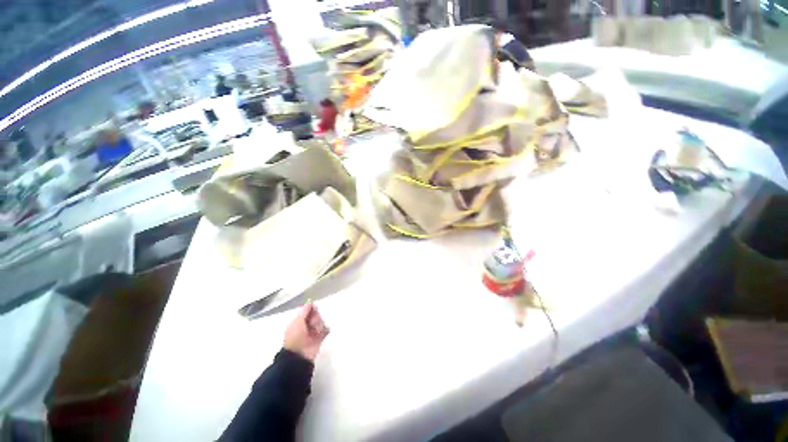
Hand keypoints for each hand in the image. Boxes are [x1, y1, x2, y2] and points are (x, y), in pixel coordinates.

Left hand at [284, 303, 329, 361]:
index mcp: (299, 321)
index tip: (314, 309)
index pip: (308, 311)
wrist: (299, 355)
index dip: (312, 309)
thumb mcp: (297, 321)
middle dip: (316, 317)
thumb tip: (310, 302)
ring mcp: (313, 332)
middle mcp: (306, 325)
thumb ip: (304, 311)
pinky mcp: (320, 338)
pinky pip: (326, 329)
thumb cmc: (295, 337)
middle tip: (312, 323)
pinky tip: (322, 332)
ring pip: (321, 321)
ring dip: (320, 324)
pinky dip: (325, 330)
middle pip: (316, 315)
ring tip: (317, 331)